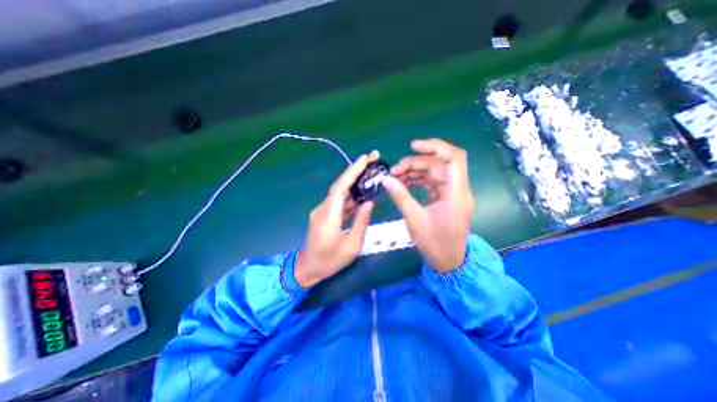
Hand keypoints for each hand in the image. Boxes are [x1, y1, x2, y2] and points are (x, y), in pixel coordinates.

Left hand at [295, 151, 380, 284]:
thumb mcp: (351, 245)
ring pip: (340, 192)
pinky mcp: (324, 215)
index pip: (340, 187)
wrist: (308, 269)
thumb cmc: (330, 261)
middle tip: (373, 159)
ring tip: (371, 174)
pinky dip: (351, 196)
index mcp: (329, 216)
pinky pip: (339, 202)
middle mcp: (323, 209)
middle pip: (340, 185)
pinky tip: (362, 193)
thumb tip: (369, 202)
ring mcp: (323, 211)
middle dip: (356, 171)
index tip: (365, 158)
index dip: (352, 171)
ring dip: (355, 183)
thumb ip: (361, 222)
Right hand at [381, 139, 473, 272]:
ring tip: (395, 178)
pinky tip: (404, 183)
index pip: (453, 158)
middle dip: (415, 164)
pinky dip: (418, 180)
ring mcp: (452, 193)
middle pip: (438, 164)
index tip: (413, 146)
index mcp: (456, 193)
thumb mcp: (414, 219)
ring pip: (434, 172)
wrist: (449, 261)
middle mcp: (458, 189)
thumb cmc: (435, 244)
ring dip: (415, 172)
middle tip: (394, 172)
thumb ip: (400, 196)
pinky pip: (432, 182)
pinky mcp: (446, 198)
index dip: (435, 147)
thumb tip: (385, 179)